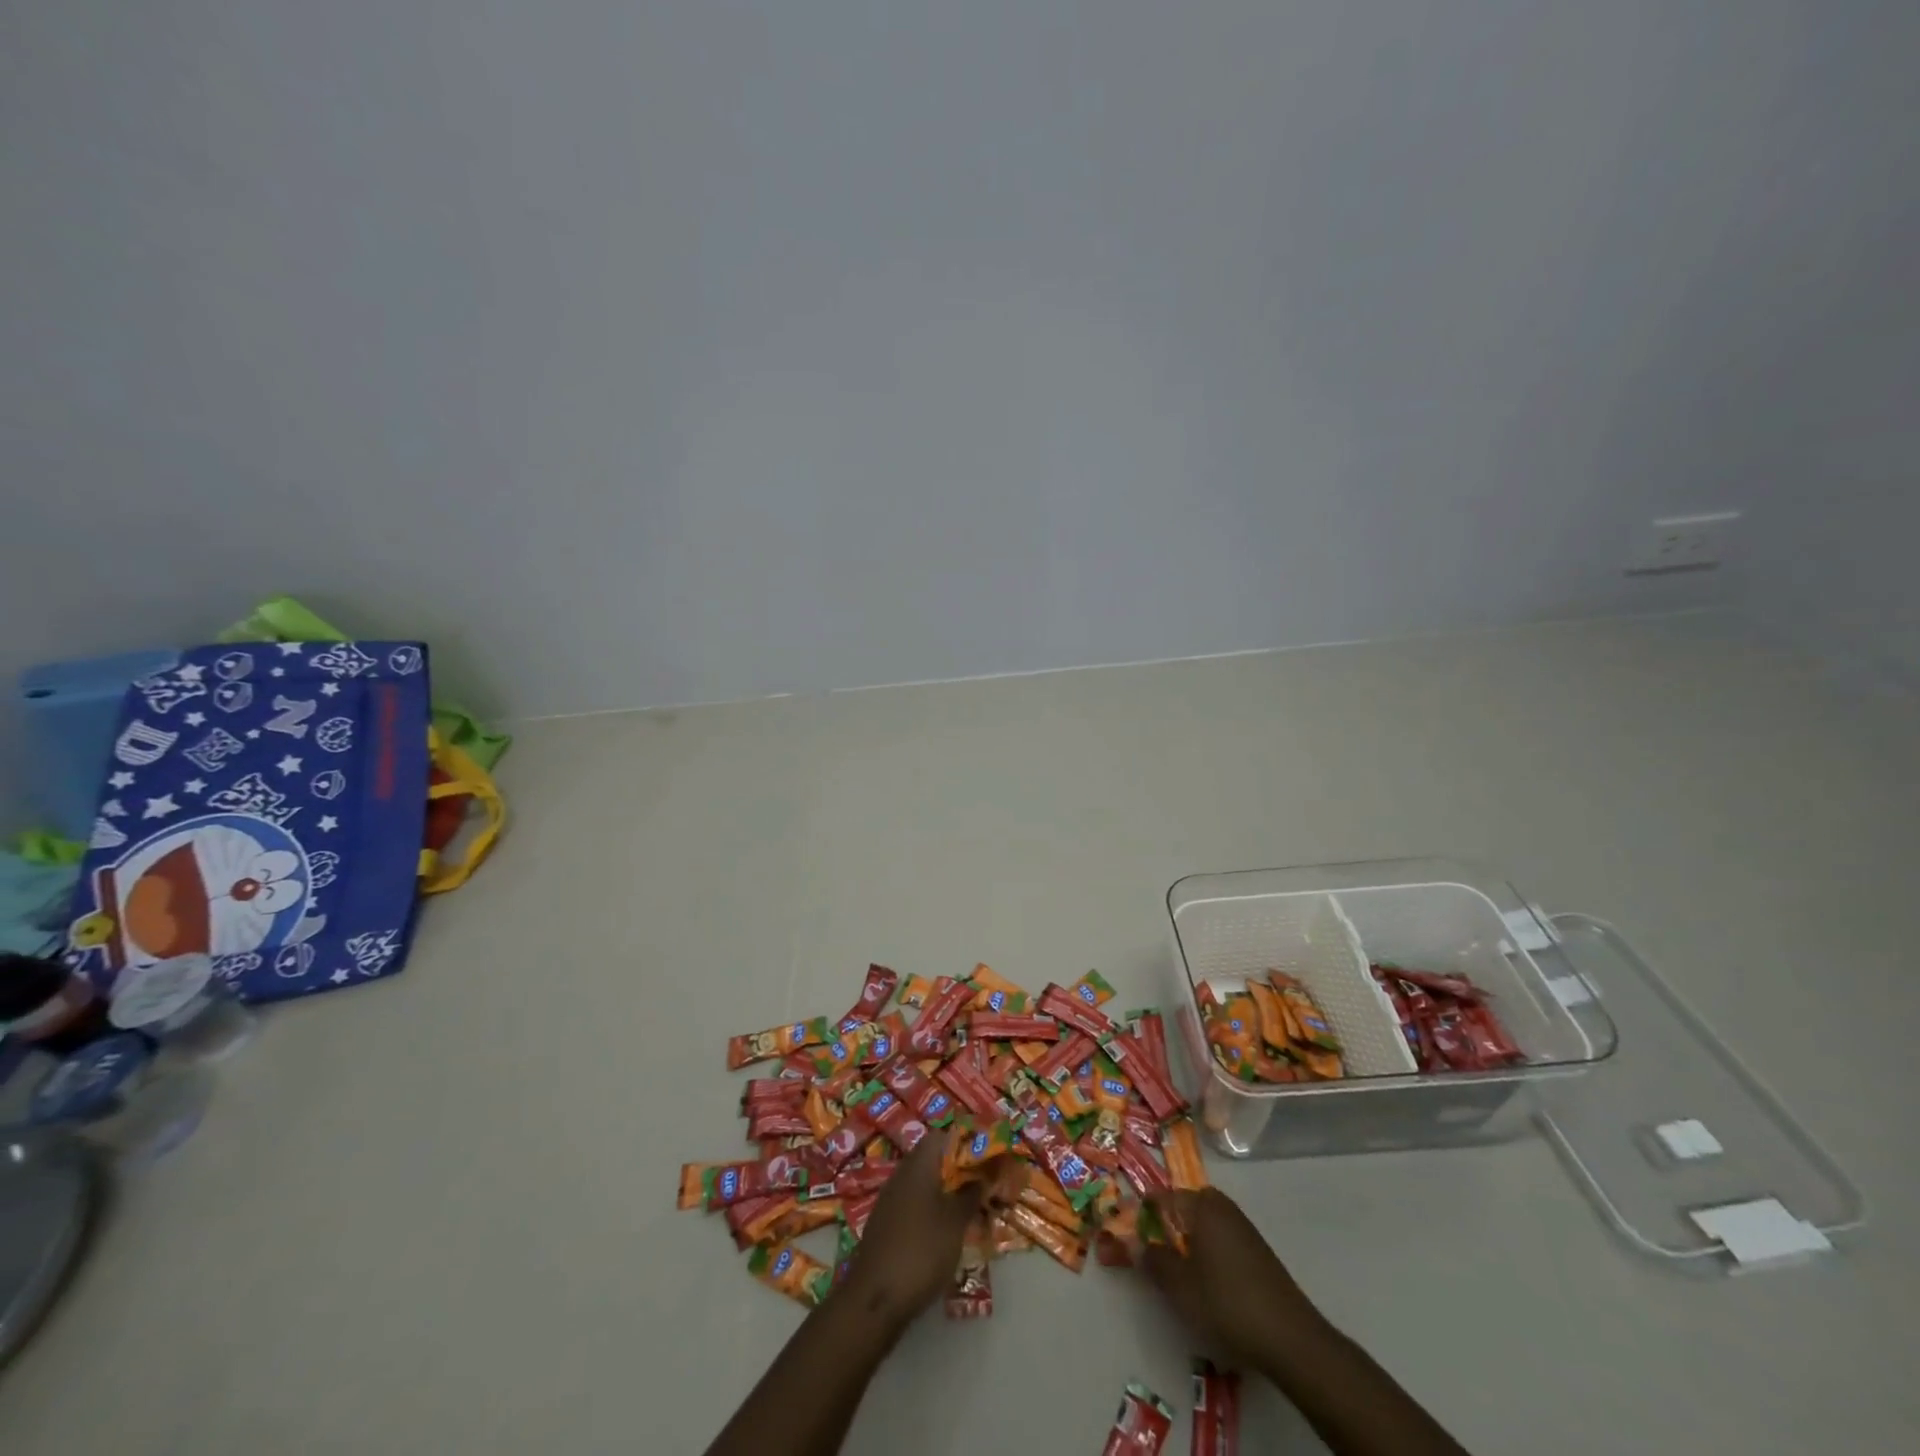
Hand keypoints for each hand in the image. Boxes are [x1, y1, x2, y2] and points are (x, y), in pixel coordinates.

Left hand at [837, 1130, 980, 1328]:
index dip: (966, 1142)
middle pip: (934, 1159)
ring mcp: (891, 1199)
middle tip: (983, 1186)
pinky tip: (946, 1231)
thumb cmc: (921, 1250)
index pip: (943, 1136)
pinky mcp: (886, 1223)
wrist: (875, 1298)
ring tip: (971, 1210)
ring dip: (947, 1192)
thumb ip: (971, 1194)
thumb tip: (983, 1176)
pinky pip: (914, 1204)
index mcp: (919, 1163)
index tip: (987, 1157)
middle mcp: (902, 1173)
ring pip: (925, 1183)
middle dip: (959, 1170)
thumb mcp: (956, 1222)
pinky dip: (932, 1210)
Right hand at [1142, 1188, 1325, 1369]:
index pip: (1161, 1198)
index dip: (1142, 1214)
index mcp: (1201, 1206)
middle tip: (1154, 1252)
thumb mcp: (1180, 1287)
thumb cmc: (1227, 1304)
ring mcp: (1243, 1226)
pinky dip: (1207, 1248)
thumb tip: (1135, 1242)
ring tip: (1179, 1269)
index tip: (1127, 1233)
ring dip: (1187, 1236)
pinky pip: (1221, 1235)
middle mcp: (1222, 1207)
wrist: (1291, 1337)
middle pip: (1184, 1205)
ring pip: (1204, 1221)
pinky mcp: (1257, 1248)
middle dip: (1166, 1223)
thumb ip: (1154, 1260)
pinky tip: (1208, 1279)